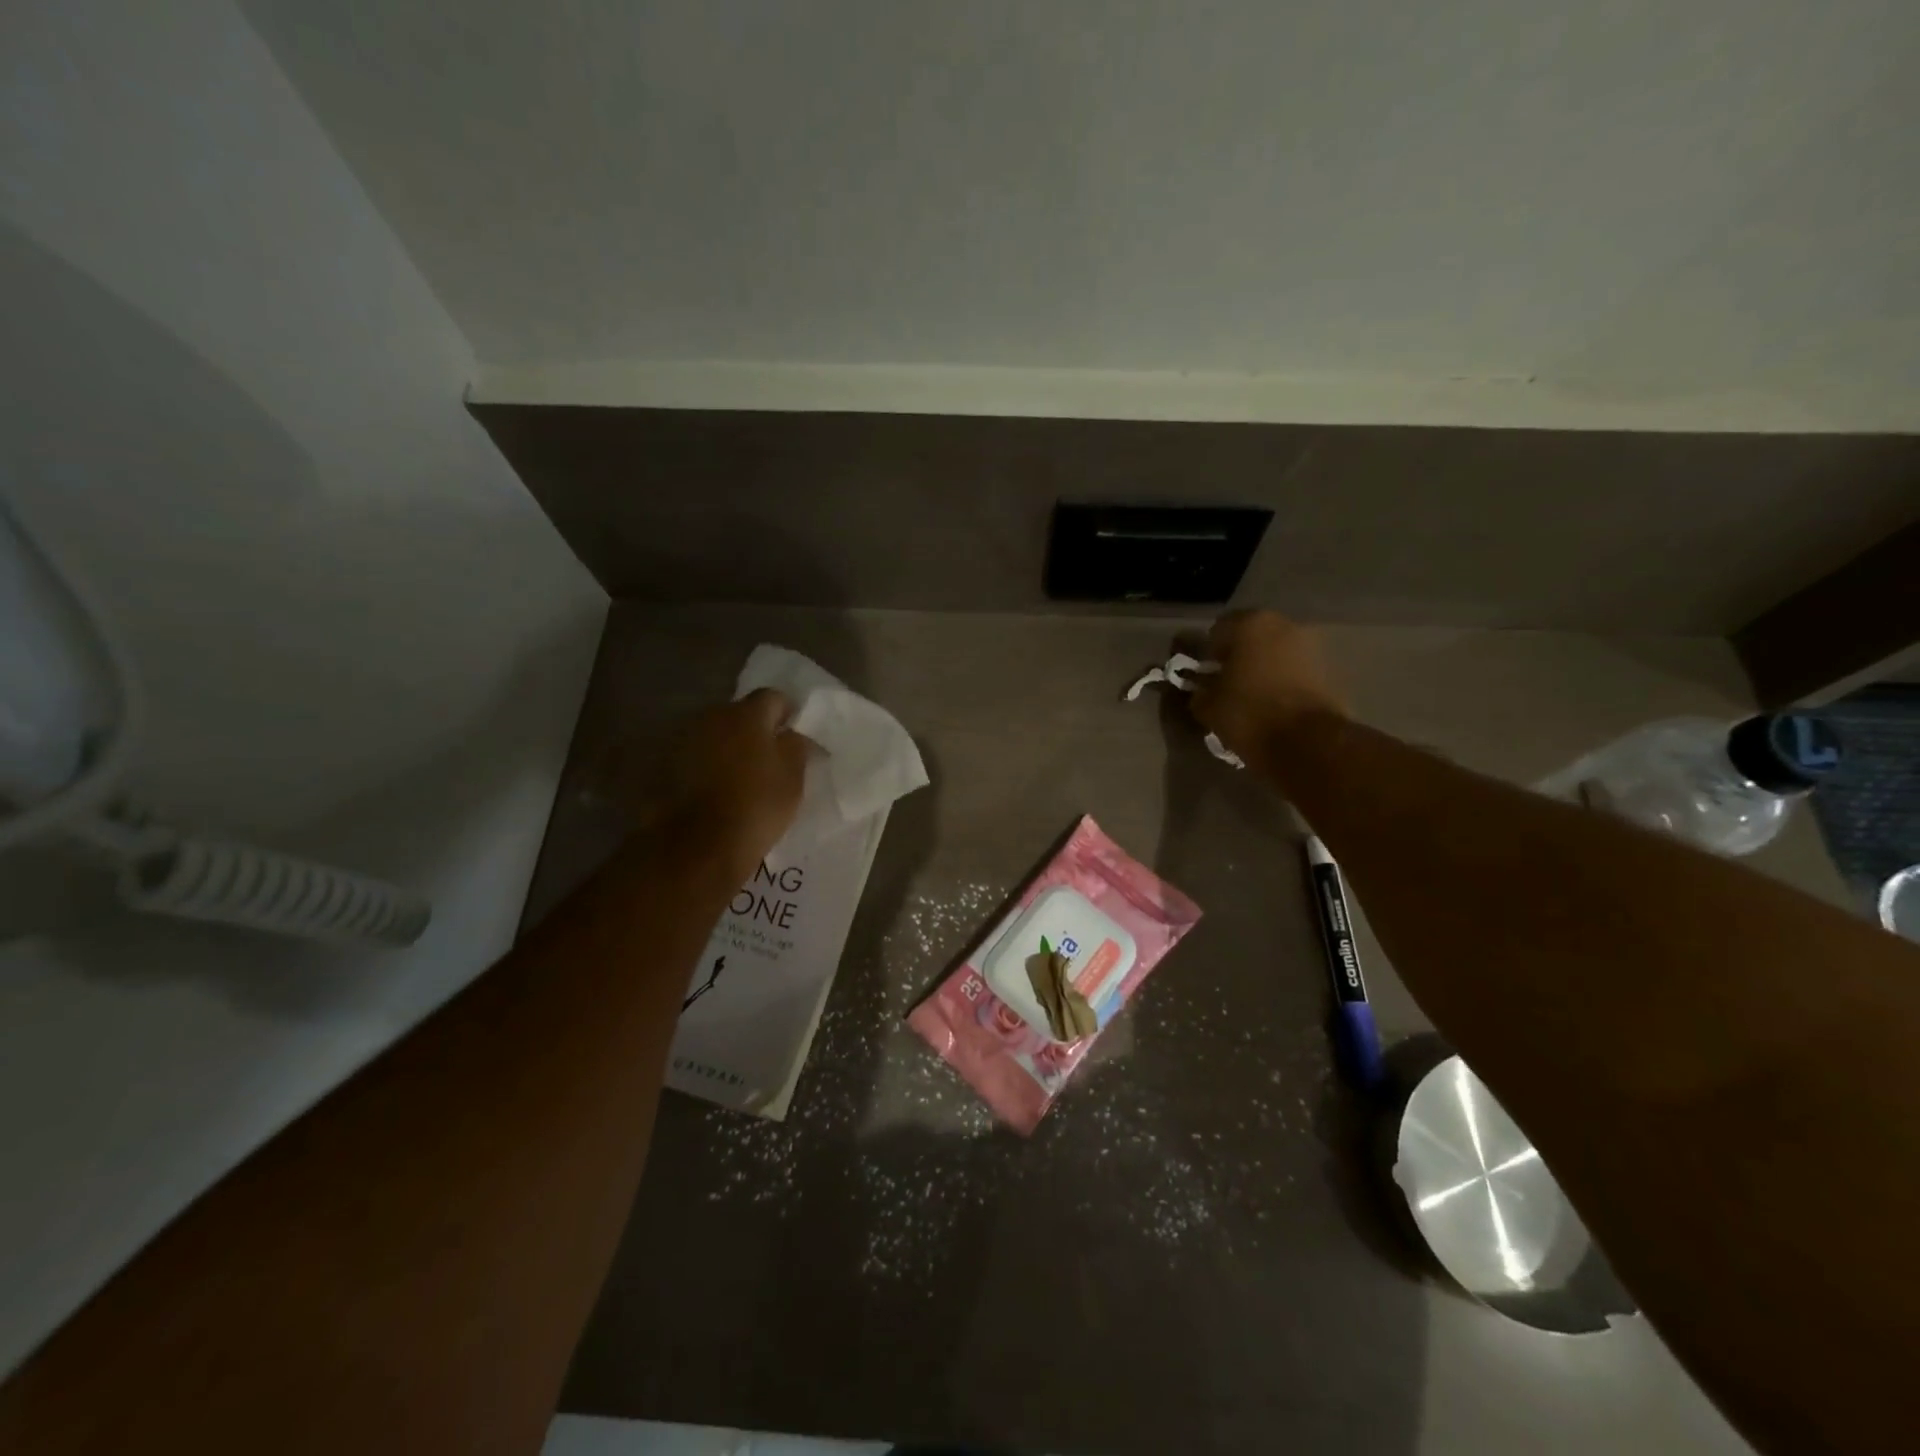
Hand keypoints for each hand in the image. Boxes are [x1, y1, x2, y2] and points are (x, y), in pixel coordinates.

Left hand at [612, 690, 809, 881]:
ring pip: (714, 735)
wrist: (695, 847)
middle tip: (768, 757)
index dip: (786, 714)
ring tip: (739, 776)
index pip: (773, 697)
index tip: (793, 735)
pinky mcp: (661, 765)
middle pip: (739, 714)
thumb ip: (796, 747)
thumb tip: (792, 734)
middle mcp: (710, 717)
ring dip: (727, 747)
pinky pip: (693, 756)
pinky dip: (705, 766)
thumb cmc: (754, 807)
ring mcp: (682, 739)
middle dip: (754, 730)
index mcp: (746, 715)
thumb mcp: (793, 778)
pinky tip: (713, 790)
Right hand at [1189, 611, 1346, 771]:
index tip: (1200, 676)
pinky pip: (1291, 671)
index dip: (1204, 654)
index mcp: (1249, 624)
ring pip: (1272, 654)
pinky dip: (1279, 682)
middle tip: (1223, 685)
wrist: (1308, 743)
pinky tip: (1268, 705)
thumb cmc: (1249, 714)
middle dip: (1235, 658)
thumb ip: (1199, 691)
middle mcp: (1283, 625)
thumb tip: (1200, 690)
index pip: (1215, 632)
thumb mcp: (1207, 706)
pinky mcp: (1327, 671)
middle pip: (1248, 638)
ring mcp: (1309, 646)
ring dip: (1259, 669)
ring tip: (1247, 698)